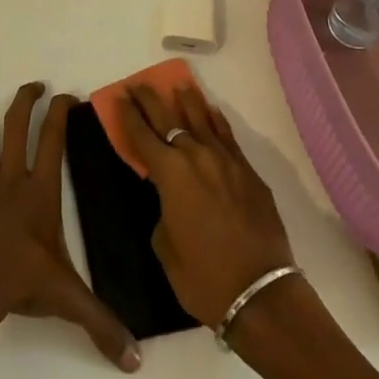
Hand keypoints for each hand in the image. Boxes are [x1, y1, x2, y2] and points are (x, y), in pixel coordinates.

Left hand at [0, 82, 139, 371]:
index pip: (52, 138)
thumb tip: (135, 360)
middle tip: (34, 87)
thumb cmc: (23, 281)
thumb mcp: (69, 298)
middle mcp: (9, 180)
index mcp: (39, 190)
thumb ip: (102, 323)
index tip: (67, 95)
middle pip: (13, 125)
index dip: (59, 111)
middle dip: (23, 100)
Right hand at [114, 81, 295, 326]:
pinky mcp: (248, 171)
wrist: (261, 293)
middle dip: (150, 100)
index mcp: (170, 175)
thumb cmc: (204, 278)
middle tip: (138, 85)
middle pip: (168, 118)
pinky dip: (216, 120)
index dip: (127, 116)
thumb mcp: (166, 249)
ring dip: (186, 101)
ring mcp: (225, 160)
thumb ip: (162, 212)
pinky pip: (227, 136)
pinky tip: (211, 111)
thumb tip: (170, 199)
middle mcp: (196, 156)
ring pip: (201, 119)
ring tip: (177, 84)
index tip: (118, 97)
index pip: (141, 136)